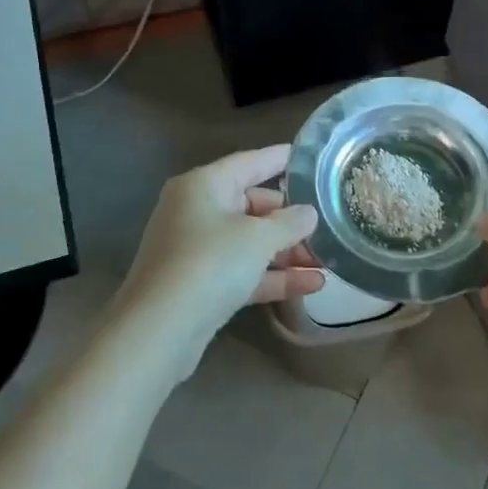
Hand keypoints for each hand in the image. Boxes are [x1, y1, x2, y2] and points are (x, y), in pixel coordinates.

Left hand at [109, 145, 324, 381]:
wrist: (159, 331)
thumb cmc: (210, 264)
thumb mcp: (258, 238)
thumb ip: (289, 222)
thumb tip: (308, 213)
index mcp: (203, 185)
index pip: (250, 162)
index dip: (282, 159)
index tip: (312, 158)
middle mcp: (196, 210)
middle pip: (252, 204)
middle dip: (291, 218)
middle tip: (328, 223)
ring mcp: (196, 249)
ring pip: (250, 242)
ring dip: (287, 251)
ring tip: (328, 260)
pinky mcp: (201, 284)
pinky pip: (243, 271)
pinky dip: (273, 276)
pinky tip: (312, 285)